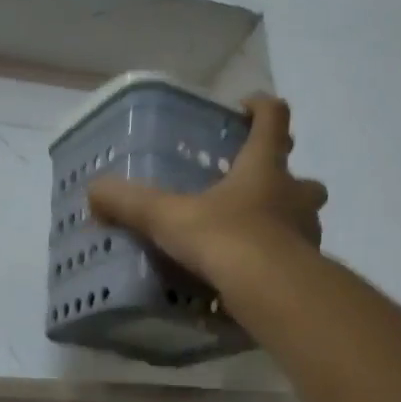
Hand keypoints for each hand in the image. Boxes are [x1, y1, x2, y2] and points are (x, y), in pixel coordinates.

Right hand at [88, 95, 327, 287]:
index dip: (262, 108)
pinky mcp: (307, 270)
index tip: (246, 107)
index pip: (274, 120)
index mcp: (264, 168)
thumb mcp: (169, 218)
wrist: (275, 293)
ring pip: (304, 219)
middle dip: (286, 178)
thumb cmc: (226, 239)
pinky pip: (294, 258)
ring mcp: (306, 234)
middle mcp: (294, 196)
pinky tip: (252, 274)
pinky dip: (277, 261)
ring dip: (284, 221)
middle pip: (303, 178)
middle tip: (255, 188)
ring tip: (251, 235)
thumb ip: (131, 203)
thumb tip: (93, 191)